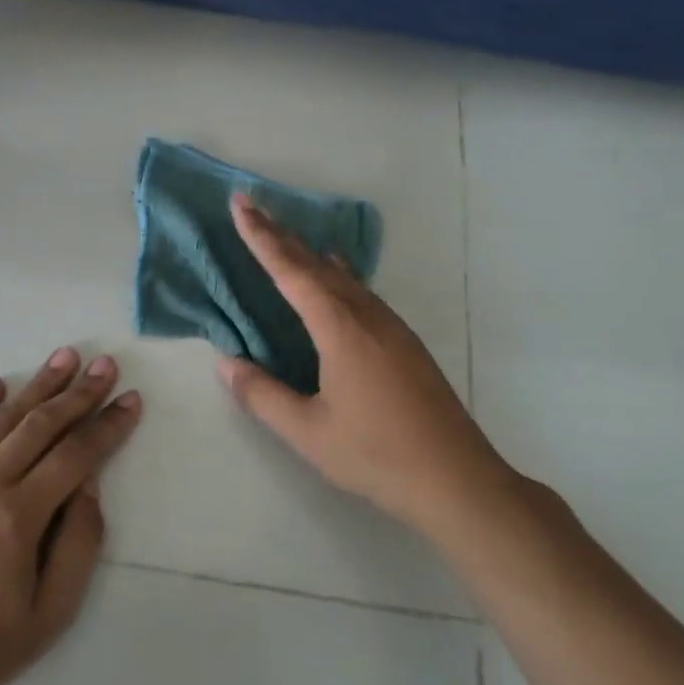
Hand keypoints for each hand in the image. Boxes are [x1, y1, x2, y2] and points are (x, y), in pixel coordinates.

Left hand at [0, 349, 140, 684]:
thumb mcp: (49, 615)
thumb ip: (78, 545)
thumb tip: (89, 486)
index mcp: (18, 519)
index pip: (76, 456)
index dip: (108, 425)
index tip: (130, 400)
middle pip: (41, 426)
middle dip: (80, 393)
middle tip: (105, 365)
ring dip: (37, 386)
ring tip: (65, 358)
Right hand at [216, 193, 508, 533]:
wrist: (458, 480)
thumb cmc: (376, 455)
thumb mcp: (307, 432)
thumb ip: (262, 395)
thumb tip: (225, 363)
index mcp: (341, 329)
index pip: (292, 272)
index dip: (262, 238)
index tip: (241, 204)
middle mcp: (367, 316)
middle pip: (317, 264)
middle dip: (281, 235)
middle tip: (253, 206)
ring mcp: (391, 327)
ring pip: (342, 276)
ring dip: (309, 253)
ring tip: (285, 235)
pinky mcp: (404, 342)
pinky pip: (361, 291)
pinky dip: (336, 274)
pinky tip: (336, 276)